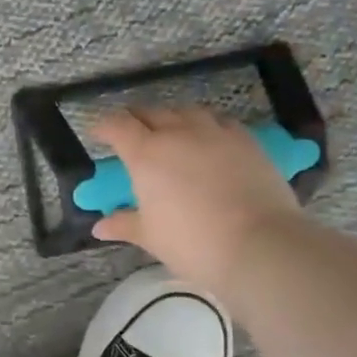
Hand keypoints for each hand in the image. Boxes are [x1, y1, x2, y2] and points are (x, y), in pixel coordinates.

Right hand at [92, 106, 302, 292]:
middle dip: (136, 119)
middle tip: (131, 134)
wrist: (259, 245)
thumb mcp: (151, 236)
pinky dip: (207, 126)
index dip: (104, 126)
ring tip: (171, 132)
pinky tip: (209, 141)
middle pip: (151, 112)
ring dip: (173, 118)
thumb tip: (100, 227)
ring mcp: (215, 133)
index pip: (117, 125)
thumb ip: (124, 224)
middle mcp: (178, 133)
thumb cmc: (192, 243)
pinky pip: (221, 122)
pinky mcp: (246, 141)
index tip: (98, 134)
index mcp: (146, 154)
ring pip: (187, 111)